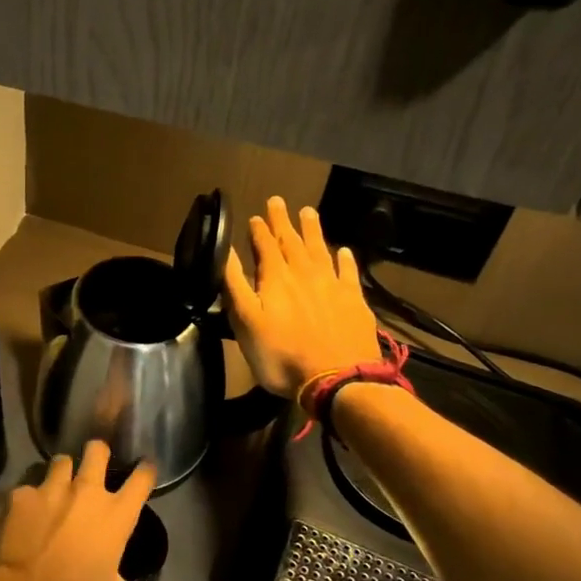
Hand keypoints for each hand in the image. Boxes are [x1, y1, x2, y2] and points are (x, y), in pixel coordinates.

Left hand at [0, 440, 175, 580]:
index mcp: (116, 514)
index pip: (142, 478)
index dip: (146, 469)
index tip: (146, 466)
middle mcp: (87, 491)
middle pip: (97, 450)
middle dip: (98, 452)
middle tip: (95, 462)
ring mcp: (52, 488)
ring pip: (61, 460)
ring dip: (63, 470)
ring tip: (59, 483)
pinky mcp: (23, 494)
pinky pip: (29, 486)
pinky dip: (30, 496)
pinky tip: (27, 510)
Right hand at [223, 196, 381, 397]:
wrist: (337, 379)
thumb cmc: (281, 354)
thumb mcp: (245, 322)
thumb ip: (235, 284)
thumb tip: (225, 251)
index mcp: (275, 278)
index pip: (264, 245)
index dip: (258, 230)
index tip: (255, 216)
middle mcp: (304, 274)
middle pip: (292, 241)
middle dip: (283, 221)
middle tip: (278, 201)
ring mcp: (332, 286)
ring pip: (320, 249)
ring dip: (312, 230)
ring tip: (308, 212)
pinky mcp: (354, 302)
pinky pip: (348, 272)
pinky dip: (345, 259)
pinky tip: (343, 251)